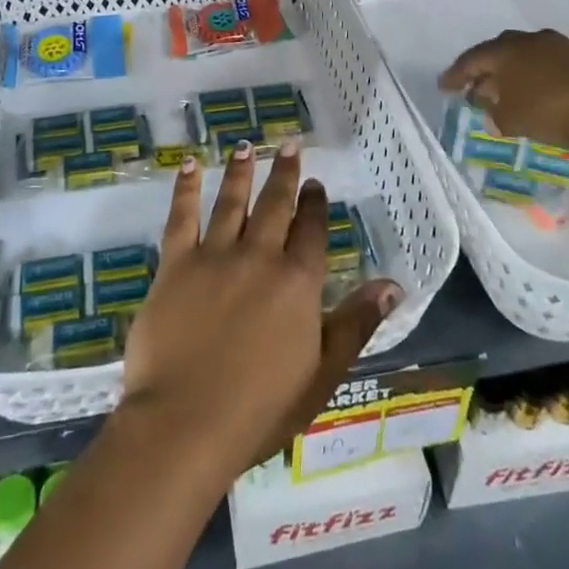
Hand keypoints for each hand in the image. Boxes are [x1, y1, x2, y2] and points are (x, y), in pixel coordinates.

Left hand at [120, 141, 401, 484]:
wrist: (185, 424)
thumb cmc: (260, 409)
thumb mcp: (323, 374)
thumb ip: (357, 324)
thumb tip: (393, 284)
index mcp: (298, 282)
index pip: (312, 231)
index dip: (315, 204)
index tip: (315, 183)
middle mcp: (260, 257)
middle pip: (275, 205)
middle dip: (284, 173)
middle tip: (288, 145)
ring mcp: (215, 256)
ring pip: (231, 202)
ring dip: (241, 171)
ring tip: (246, 146)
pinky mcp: (175, 264)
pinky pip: (181, 216)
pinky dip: (186, 187)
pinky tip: (189, 165)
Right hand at [437, 28, 568, 148]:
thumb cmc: (551, 111)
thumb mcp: (512, 120)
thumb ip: (495, 115)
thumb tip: (492, 113)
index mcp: (504, 51)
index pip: (471, 60)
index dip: (455, 75)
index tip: (444, 87)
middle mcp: (527, 40)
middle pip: (497, 52)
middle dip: (483, 71)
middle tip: (474, 88)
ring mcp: (556, 45)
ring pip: (523, 56)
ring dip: (510, 73)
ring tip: (504, 93)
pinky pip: (544, 63)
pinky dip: (533, 76)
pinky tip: (534, 92)